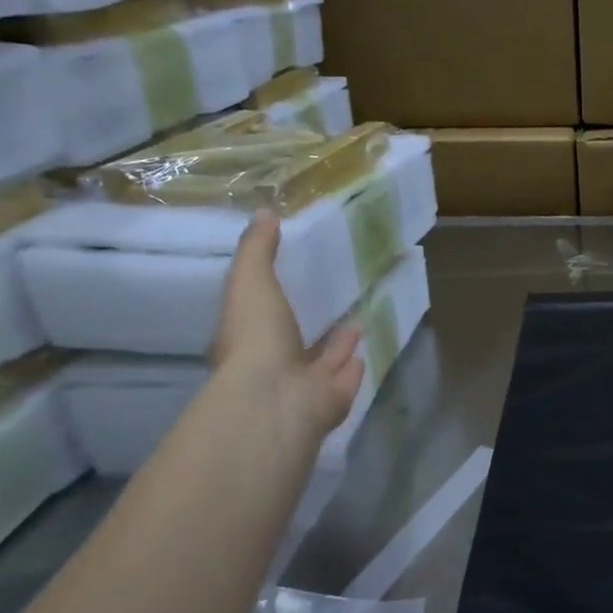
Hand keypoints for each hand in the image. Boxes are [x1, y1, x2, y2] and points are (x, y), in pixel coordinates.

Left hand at [212, 210, 364, 443]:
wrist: (278, 398)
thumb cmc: (257, 338)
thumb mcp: (250, 281)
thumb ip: (258, 249)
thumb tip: (264, 212)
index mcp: (246, 340)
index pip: (257, 318)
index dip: (269, 302)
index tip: (289, 282)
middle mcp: (273, 365)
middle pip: (294, 342)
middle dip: (311, 325)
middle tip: (331, 303)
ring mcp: (304, 386)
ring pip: (323, 361)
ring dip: (337, 346)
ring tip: (356, 323)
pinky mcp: (333, 399)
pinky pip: (347, 377)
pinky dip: (354, 364)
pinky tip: (366, 348)